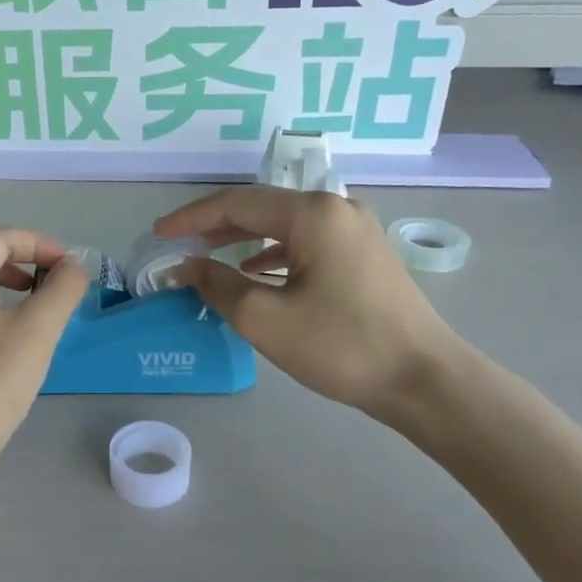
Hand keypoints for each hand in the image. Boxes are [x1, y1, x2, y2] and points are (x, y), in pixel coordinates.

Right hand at [157, 187, 462, 428]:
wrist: (422, 379)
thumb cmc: (340, 345)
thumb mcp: (265, 319)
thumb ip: (218, 285)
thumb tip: (187, 266)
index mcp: (313, 214)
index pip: (238, 202)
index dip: (192, 218)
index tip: (159, 234)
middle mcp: (337, 209)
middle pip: (262, 208)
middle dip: (216, 225)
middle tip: (179, 244)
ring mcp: (356, 231)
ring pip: (285, 226)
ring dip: (243, 239)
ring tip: (209, 256)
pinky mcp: (364, 255)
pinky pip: (306, 243)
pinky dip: (273, 254)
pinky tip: (256, 272)